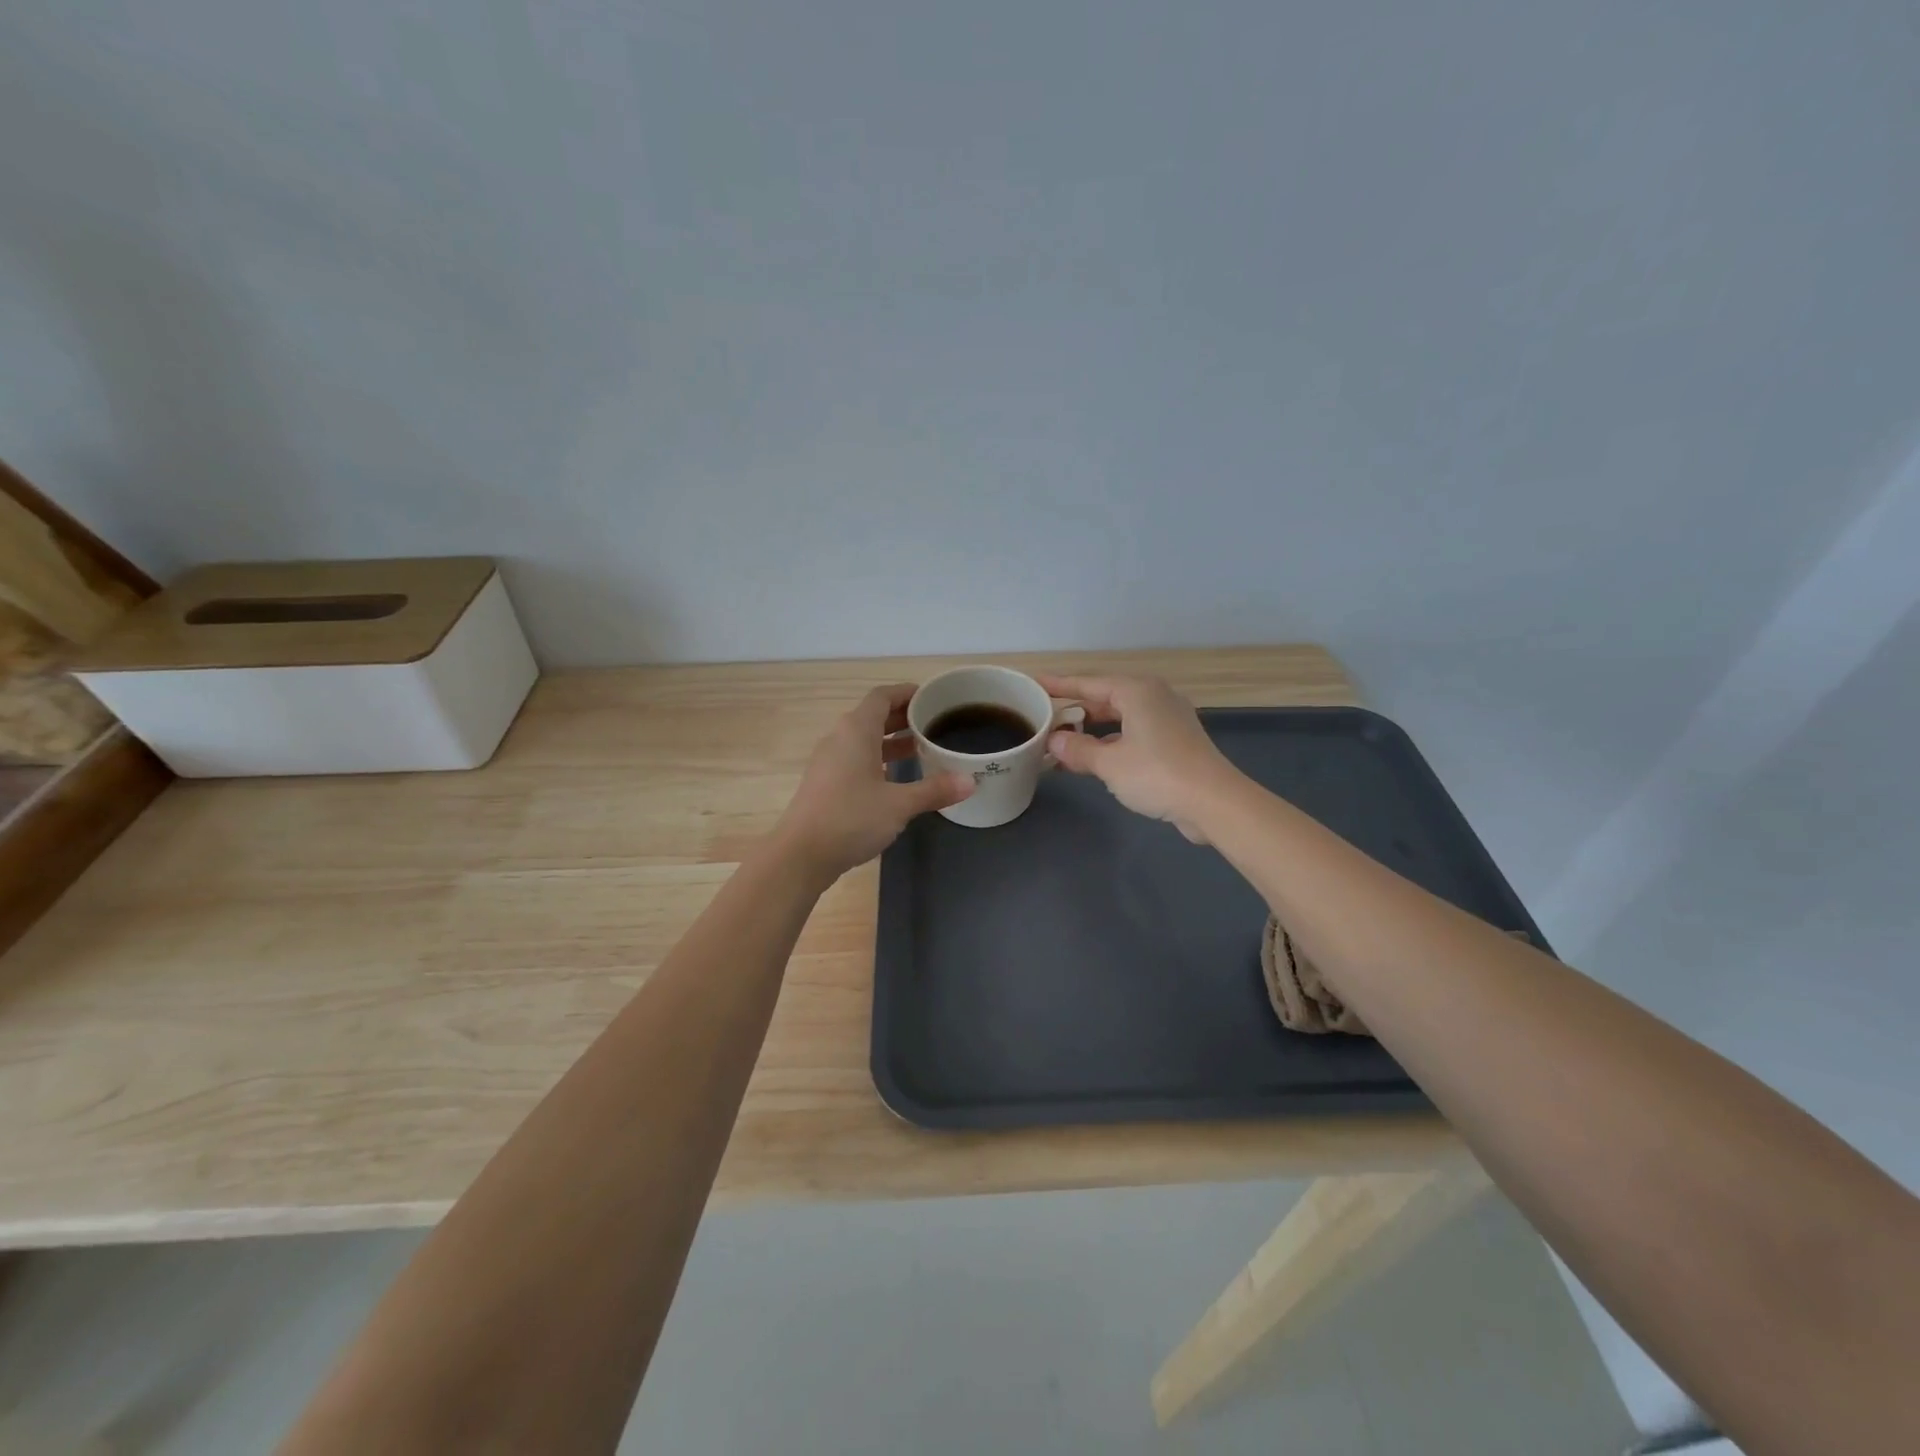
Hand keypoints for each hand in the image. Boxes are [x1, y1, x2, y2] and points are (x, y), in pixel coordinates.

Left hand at [770, 684, 973, 880]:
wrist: (801, 854)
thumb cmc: (851, 818)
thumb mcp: (899, 804)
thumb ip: (934, 790)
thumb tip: (970, 782)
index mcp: (856, 730)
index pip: (882, 696)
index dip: (906, 693)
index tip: (931, 698)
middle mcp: (840, 738)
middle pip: (873, 716)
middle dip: (902, 717)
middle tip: (934, 724)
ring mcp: (829, 761)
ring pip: (863, 740)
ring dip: (891, 741)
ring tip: (921, 749)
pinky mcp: (825, 783)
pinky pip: (855, 759)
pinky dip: (877, 759)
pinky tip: (896, 779)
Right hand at [1037, 674, 1239, 842]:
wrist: (1214, 802)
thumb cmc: (1157, 774)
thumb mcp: (1109, 763)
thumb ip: (1078, 749)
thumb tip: (1054, 741)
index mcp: (1137, 692)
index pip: (1088, 683)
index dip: (1059, 685)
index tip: (1035, 683)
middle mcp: (1154, 697)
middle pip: (1105, 699)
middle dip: (1075, 711)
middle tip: (1044, 718)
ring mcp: (1168, 719)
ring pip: (1120, 718)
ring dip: (1092, 731)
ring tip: (1063, 743)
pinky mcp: (1176, 742)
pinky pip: (1134, 734)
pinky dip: (1112, 743)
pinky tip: (1094, 760)